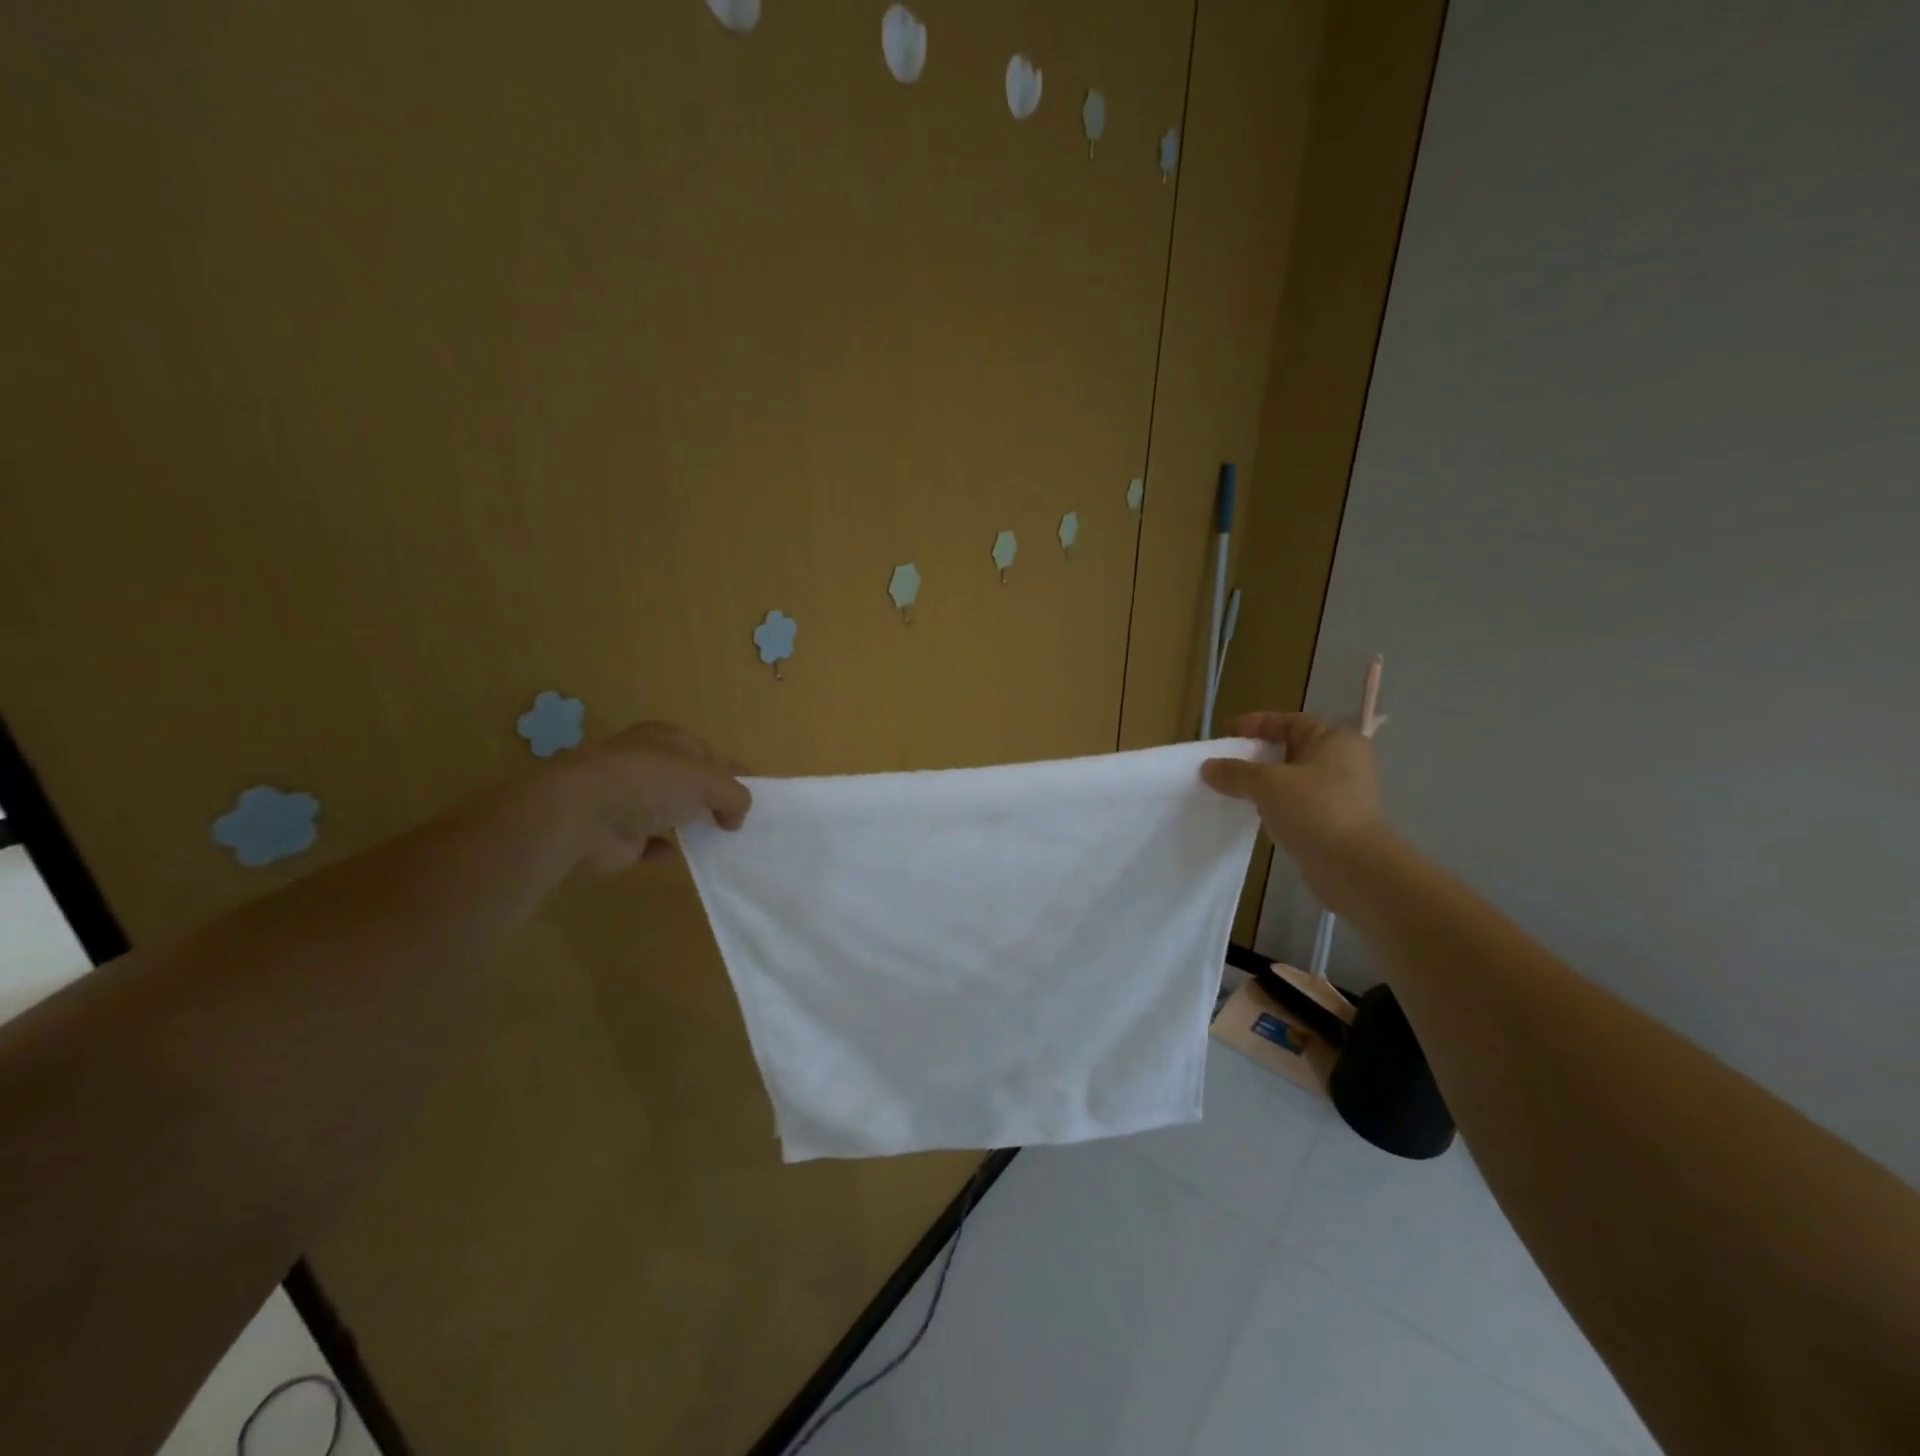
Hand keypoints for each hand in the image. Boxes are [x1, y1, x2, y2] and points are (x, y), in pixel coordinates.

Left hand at [549, 721, 751, 872]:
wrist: (583, 815)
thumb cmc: (651, 782)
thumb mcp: (707, 779)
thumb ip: (734, 794)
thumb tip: (737, 816)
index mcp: (665, 738)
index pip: (707, 752)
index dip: (732, 771)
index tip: (757, 793)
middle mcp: (645, 764)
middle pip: (688, 782)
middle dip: (711, 799)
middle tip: (739, 821)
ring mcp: (628, 799)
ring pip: (668, 811)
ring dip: (689, 824)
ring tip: (719, 841)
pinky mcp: (617, 834)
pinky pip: (649, 843)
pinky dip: (664, 849)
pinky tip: (680, 854)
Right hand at [1201, 712, 1384, 902]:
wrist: (1353, 867)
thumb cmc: (1314, 809)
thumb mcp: (1267, 783)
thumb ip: (1235, 772)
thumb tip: (1208, 767)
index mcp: (1334, 739)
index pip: (1289, 721)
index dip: (1256, 724)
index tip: (1227, 734)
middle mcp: (1342, 760)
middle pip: (1291, 749)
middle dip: (1256, 755)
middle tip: (1226, 763)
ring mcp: (1341, 792)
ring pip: (1292, 778)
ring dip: (1263, 783)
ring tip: (1233, 789)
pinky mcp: (1334, 820)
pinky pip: (1297, 803)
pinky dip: (1275, 804)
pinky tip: (1253, 814)